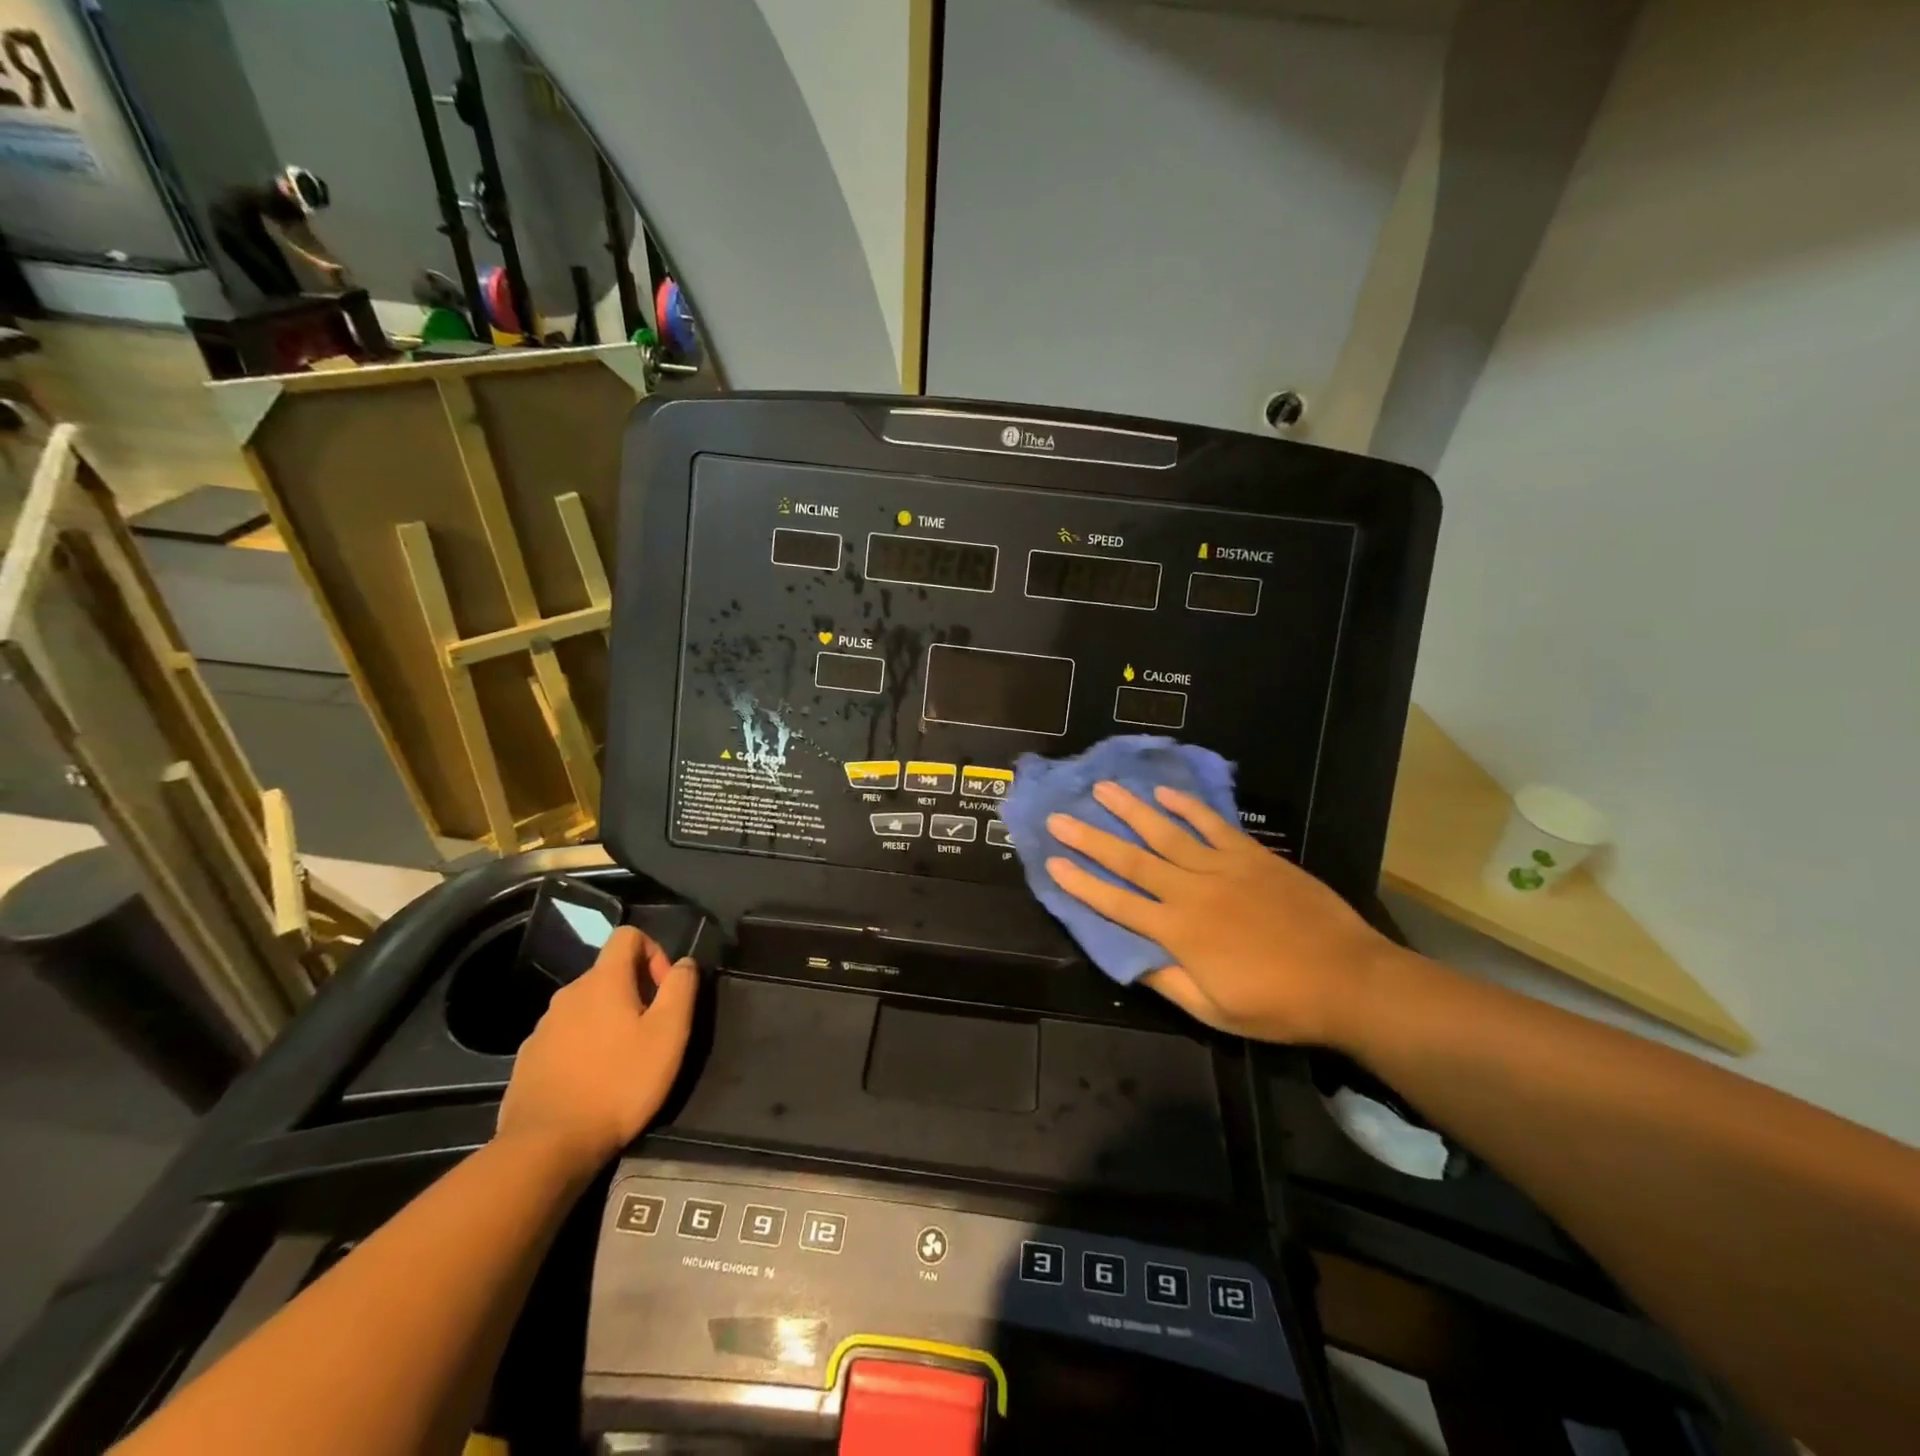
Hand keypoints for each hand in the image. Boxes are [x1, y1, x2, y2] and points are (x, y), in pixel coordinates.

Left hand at [495, 926, 697, 1174]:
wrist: (546, 1147)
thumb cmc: (619, 1083)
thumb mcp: (669, 1034)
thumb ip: (681, 988)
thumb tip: (684, 962)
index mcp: (603, 981)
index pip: (628, 935)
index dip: (654, 952)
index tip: (664, 991)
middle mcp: (568, 994)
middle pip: (608, 973)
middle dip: (635, 991)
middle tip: (652, 1032)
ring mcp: (543, 1027)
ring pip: (586, 1006)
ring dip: (609, 1020)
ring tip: (624, 1060)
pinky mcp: (528, 1059)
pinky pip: (565, 1036)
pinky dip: (584, 1045)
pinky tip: (593, 1081)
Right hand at [1045, 782, 1400, 1045]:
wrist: (1349, 980)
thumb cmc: (1279, 1004)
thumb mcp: (1215, 1011)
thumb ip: (1167, 982)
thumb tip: (1127, 957)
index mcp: (1179, 933)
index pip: (1117, 904)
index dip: (1081, 884)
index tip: (1052, 862)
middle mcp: (1192, 892)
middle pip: (1132, 861)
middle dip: (1091, 838)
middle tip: (1060, 817)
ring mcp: (1223, 868)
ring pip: (1166, 833)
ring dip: (1130, 810)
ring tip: (1102, 788)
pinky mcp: (1252, 856)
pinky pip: (1212, 825)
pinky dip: (1187, 807)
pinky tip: (1164, 792)